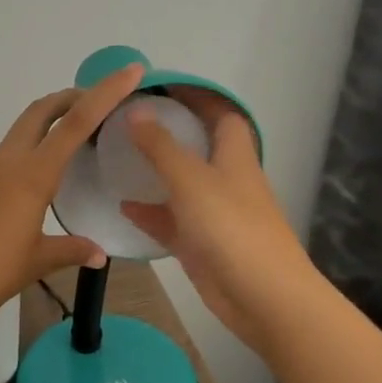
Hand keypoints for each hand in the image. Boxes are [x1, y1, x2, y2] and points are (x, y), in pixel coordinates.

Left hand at [0, 62, 146, 334]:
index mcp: (32, 174)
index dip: (106, 93)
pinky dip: (34, 147)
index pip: (76, 122)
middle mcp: (9, 162)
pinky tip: (44, 174)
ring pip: (24, 129)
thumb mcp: (36, 261)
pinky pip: (10, 153)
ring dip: (51, 121)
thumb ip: (70, 250)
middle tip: (101, 102)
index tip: (131, 71)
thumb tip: (99, 253)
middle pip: (42, 111)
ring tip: (79, 137)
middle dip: (73, 97)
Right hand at [117, 90, 314, 349]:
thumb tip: (135, 110)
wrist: (263, 297)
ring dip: (156, 172)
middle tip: (129, 120)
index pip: (220, 113)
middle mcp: (226, 179)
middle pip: (199, 146)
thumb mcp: (190, 179)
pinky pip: (171, 220)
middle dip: (170, 131)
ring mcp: (214, 213)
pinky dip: (150, 212)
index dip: (196, 96)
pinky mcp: (201, 244)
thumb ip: (160, 146)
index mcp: (234, 156)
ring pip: (182, 184)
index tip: (161, 85)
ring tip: (118, 158)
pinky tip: (123, 206)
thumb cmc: (231, 228)